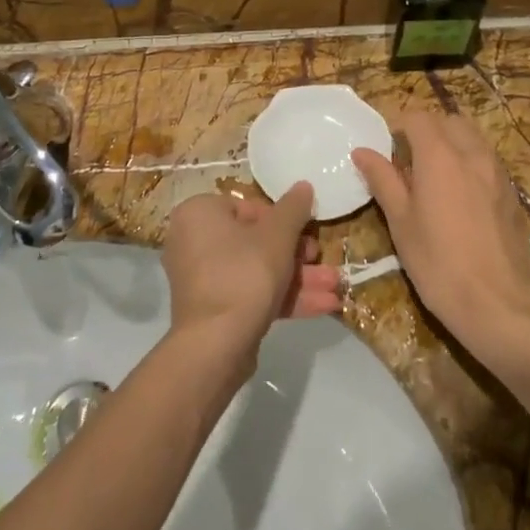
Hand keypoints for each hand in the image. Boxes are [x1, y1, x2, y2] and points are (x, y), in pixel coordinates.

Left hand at [161, 183, 340, 359]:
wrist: (216, 344)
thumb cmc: (244, 272)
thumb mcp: (277, 235)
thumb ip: (293, 208)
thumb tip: (303, 186)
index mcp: (199, 214)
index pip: (246, 207)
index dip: (281, 220)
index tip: (304, 231)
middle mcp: (194, 242)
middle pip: (255, 241)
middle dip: (296, 254)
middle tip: (321, 258)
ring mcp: (203, 279)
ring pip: (257, 271)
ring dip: (298, 278)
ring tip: (335, 286)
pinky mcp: (214, 310)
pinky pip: (250, 294)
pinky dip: (282, 298)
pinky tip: (323, 306)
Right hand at [352, 113, 529, 363]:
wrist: (501, 303)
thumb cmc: (439, 263)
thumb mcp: (401, 222)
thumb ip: (383, 180)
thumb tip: (363, 152)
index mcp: (440, 156)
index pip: (417, 117)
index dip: (399, 125)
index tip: (386, 148)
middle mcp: (472, 154)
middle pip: (449, 121)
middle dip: (428, 131)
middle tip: (409, 161)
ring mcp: (498, 172)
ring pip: (473, 139)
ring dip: (452, 145)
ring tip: (435, 178)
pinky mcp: (512, 193)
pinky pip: (488, 162)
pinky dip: (471, 164)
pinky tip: (462, 198)